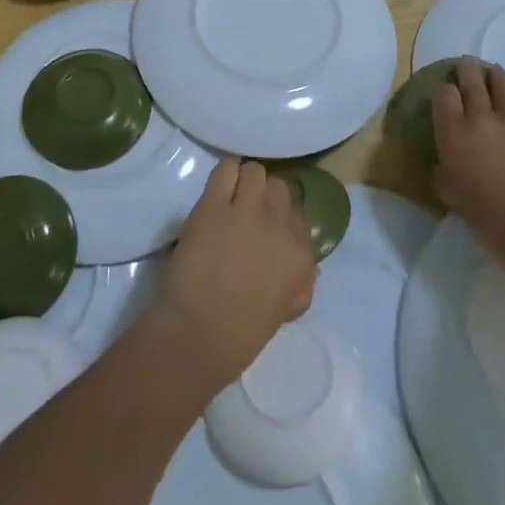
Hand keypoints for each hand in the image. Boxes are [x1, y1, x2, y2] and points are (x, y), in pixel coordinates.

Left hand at [157, 158, 317, 387]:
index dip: (281, 219)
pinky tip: (218, 186)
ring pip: (256, 172)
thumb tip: (307, 264)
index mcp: (301, 255)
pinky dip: (225, 172)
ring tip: (231, 196)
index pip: (299, 216)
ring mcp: (247, 211)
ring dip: (245, 182)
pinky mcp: (214, 204)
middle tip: (248, 211)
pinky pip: (227, 168)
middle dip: (266, 197)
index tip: (267, 227)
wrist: (197, 336)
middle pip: (281, 189)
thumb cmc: (241, 335)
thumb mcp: (286, 310)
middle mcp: (280, 226)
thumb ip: (301, 282)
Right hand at [433, 58, 504, 275]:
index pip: (443, 95)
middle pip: (471, 79)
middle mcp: (482, 117)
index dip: (444, 91)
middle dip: (467, 69)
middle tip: (467, 65)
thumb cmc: (493, 223)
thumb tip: (443, 162)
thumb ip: (443, 173)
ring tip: (494, 74)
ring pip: (502, 82)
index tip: (447, 94)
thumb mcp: (453, 199)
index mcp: (455, 135)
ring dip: (495, 75)